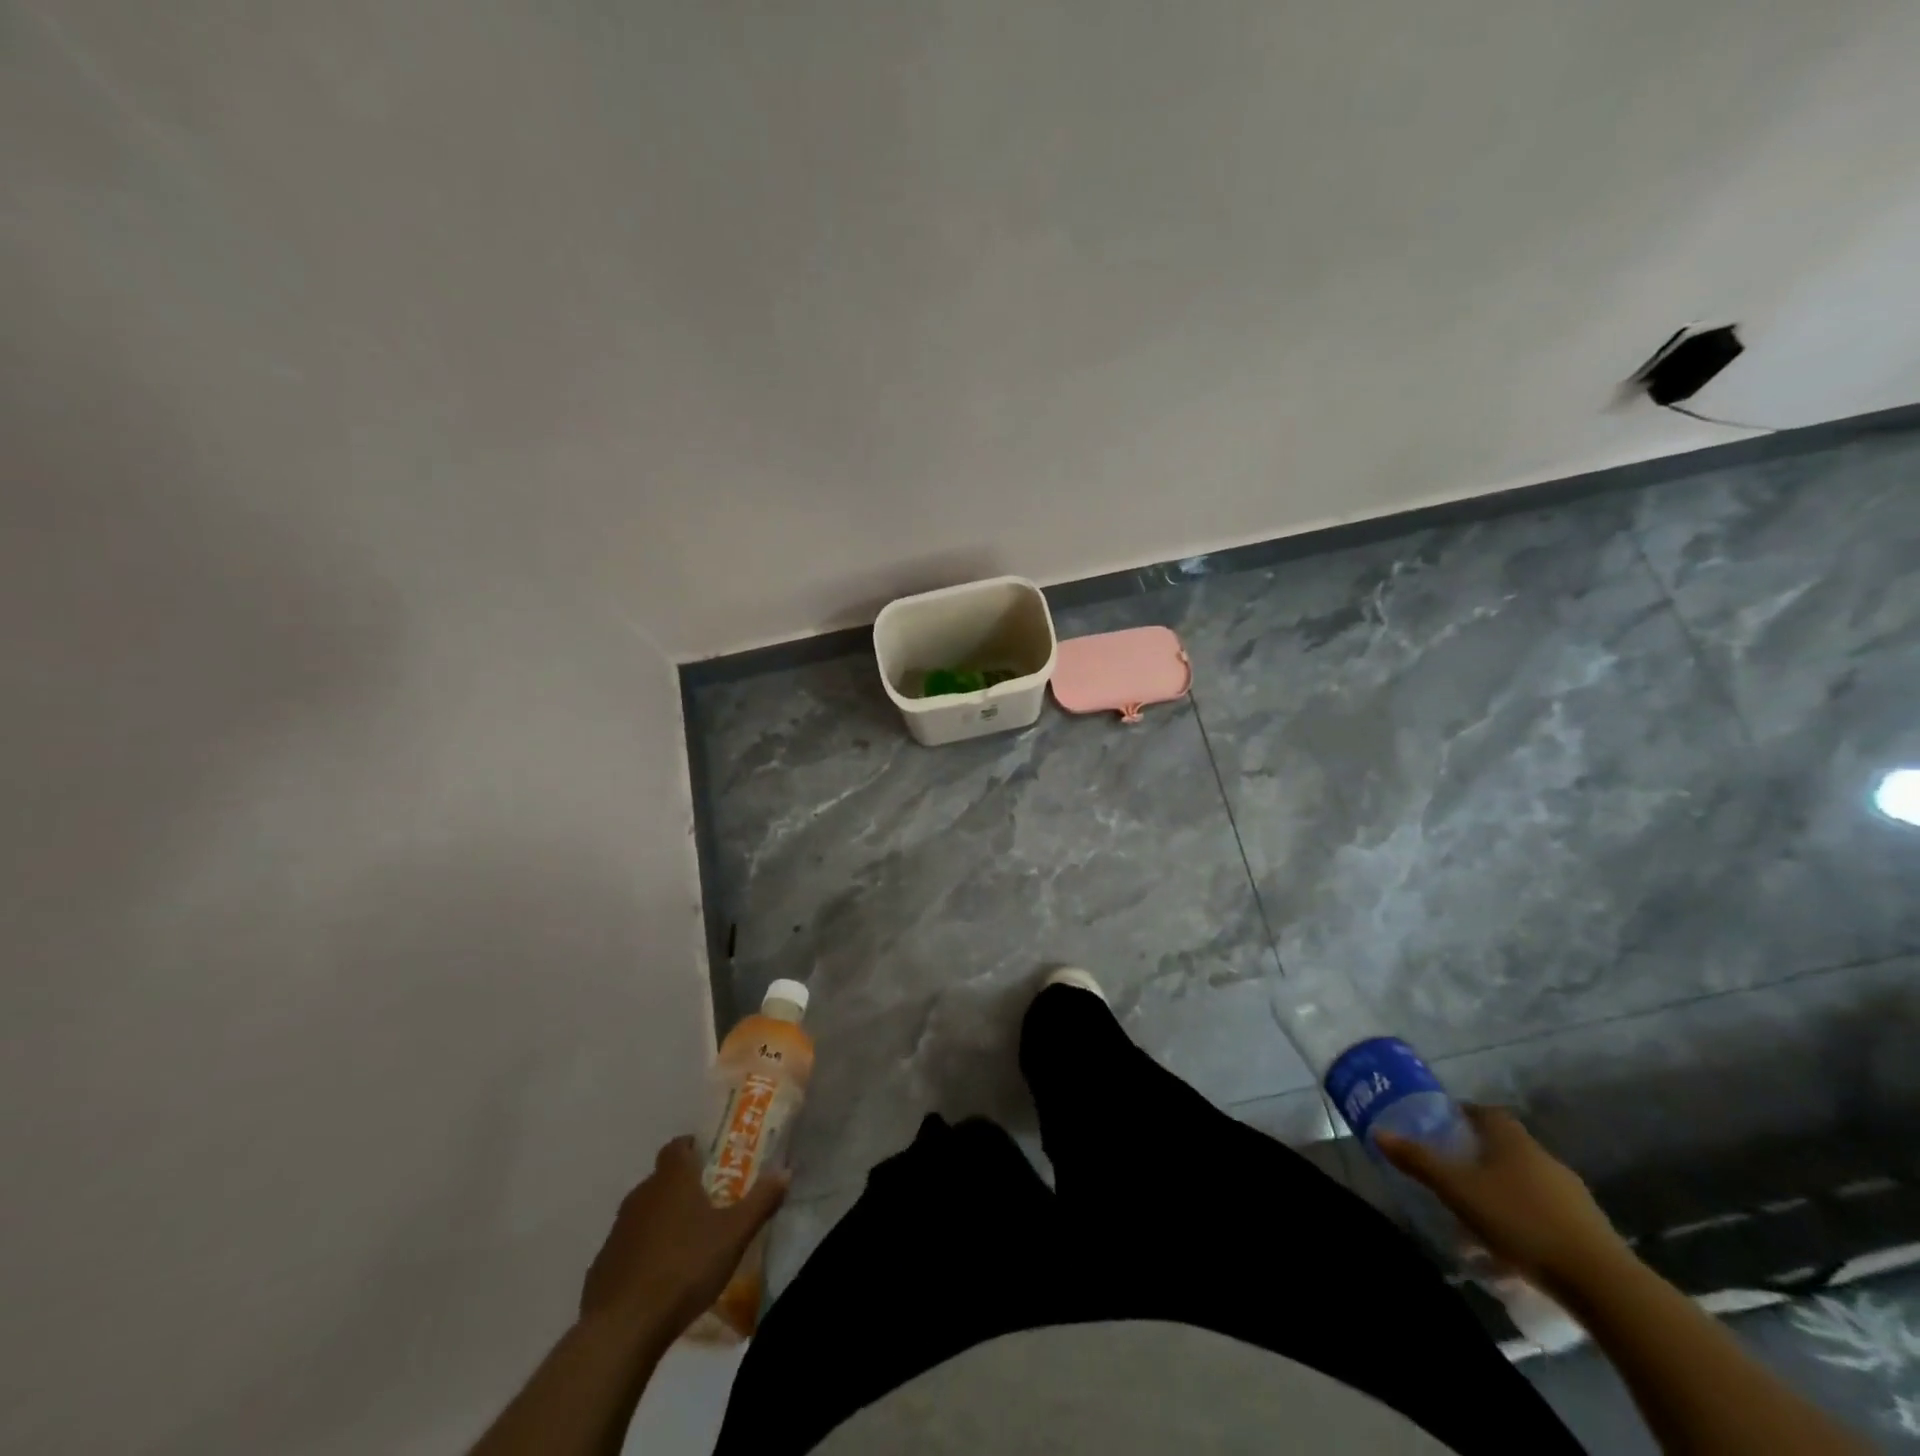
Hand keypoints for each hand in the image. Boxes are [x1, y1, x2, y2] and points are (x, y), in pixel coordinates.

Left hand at [580, 1135, 788, 1337]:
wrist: (622, 1327)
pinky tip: (660, 1278)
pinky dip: (644, 1253)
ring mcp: (617, 1231)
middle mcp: (641, 1194)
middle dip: (683, 1187)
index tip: (710, 1160)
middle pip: (662, 1179)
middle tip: (709, 1205)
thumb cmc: (684, 1267)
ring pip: (644, 1213)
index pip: (678, 1146)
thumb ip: (761, 1201)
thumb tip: (785, 1170)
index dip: (692, 1148)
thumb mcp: (734, 1235)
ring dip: (662, 1220)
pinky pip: (628, 1247)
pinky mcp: (602, 1265)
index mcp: (672, 1179)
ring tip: (687, 1244)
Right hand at [1376, 1105, 1629, 1291]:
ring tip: (1477, 1215)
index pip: (1484, 1111)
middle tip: (1452, 1172)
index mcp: (1512, 1140)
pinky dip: (1525, 1218)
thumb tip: (1379, 1132)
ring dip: (1501, 1190)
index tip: (1441, 1125)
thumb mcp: (1458, 1190)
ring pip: (1525, 1181)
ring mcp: (1571, 1193)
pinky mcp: (1588, 1228)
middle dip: (1478, 1155)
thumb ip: (1419, 1161)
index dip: (1462, 1114)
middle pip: (1505, 1146)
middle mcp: (1542, 1157)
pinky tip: (1512, 1245)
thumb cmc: (1520, 1222)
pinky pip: (1545, 1212)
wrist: (1603, 1283)